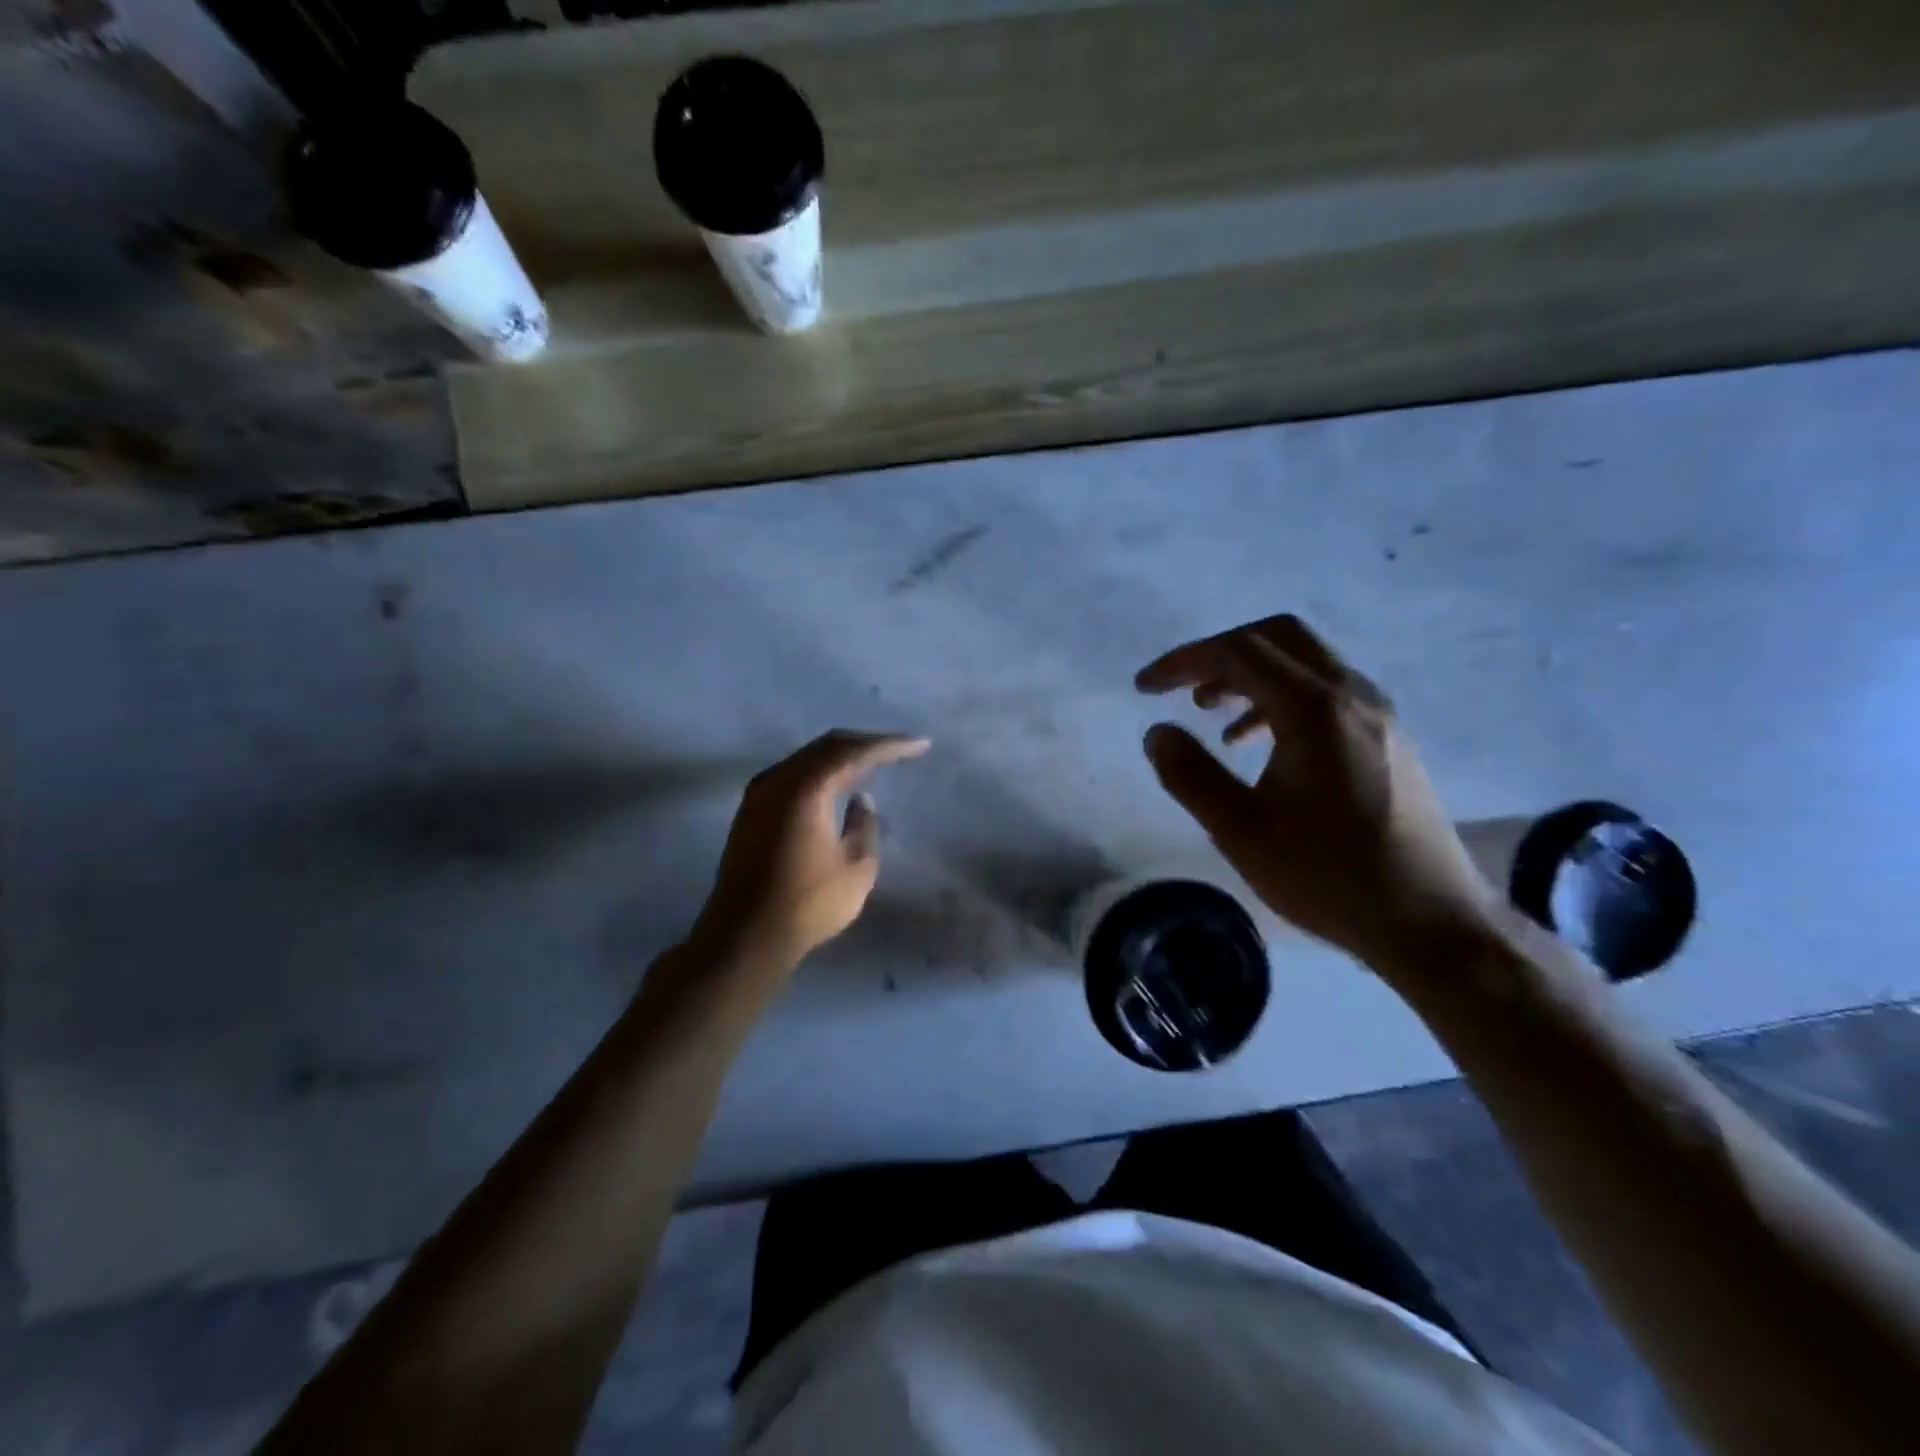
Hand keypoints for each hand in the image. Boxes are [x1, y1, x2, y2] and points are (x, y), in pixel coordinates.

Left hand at [691, 730, 930, 971]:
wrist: (744, 936)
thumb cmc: (807, 903)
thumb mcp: (856, 868)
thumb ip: (865, 825)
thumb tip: (862, 800)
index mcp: (806, 787)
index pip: (855, 752)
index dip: (890, 745)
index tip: (920, 745)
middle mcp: (779, 779)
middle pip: (828, 746)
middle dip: (866, 743)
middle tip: (898, 749)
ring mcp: (760, 793)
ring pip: (808, 758)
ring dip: (841, 757)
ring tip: (873, 763)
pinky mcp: (751, 810)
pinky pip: (794, 774)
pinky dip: (821, 772)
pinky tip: (838, 784)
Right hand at [1136, 614, 1495, 972]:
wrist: (1432, 923)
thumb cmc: (1329, 877)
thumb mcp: (1241, 832)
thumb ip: (1191, 775)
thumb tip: (1156, 733)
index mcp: (1313, 711)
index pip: (1238, 653)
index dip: (1183, 662)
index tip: (1145, 687)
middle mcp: (1352, 695)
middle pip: (1278, 637)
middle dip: (1221, 653)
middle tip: (1184, 687)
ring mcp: (1377, 715)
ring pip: (1306, 662)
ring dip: (1252, 675)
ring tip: (1211, 713)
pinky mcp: (1388, 738)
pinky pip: (1327, 692)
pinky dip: (1282, 698)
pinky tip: (1260, 743)